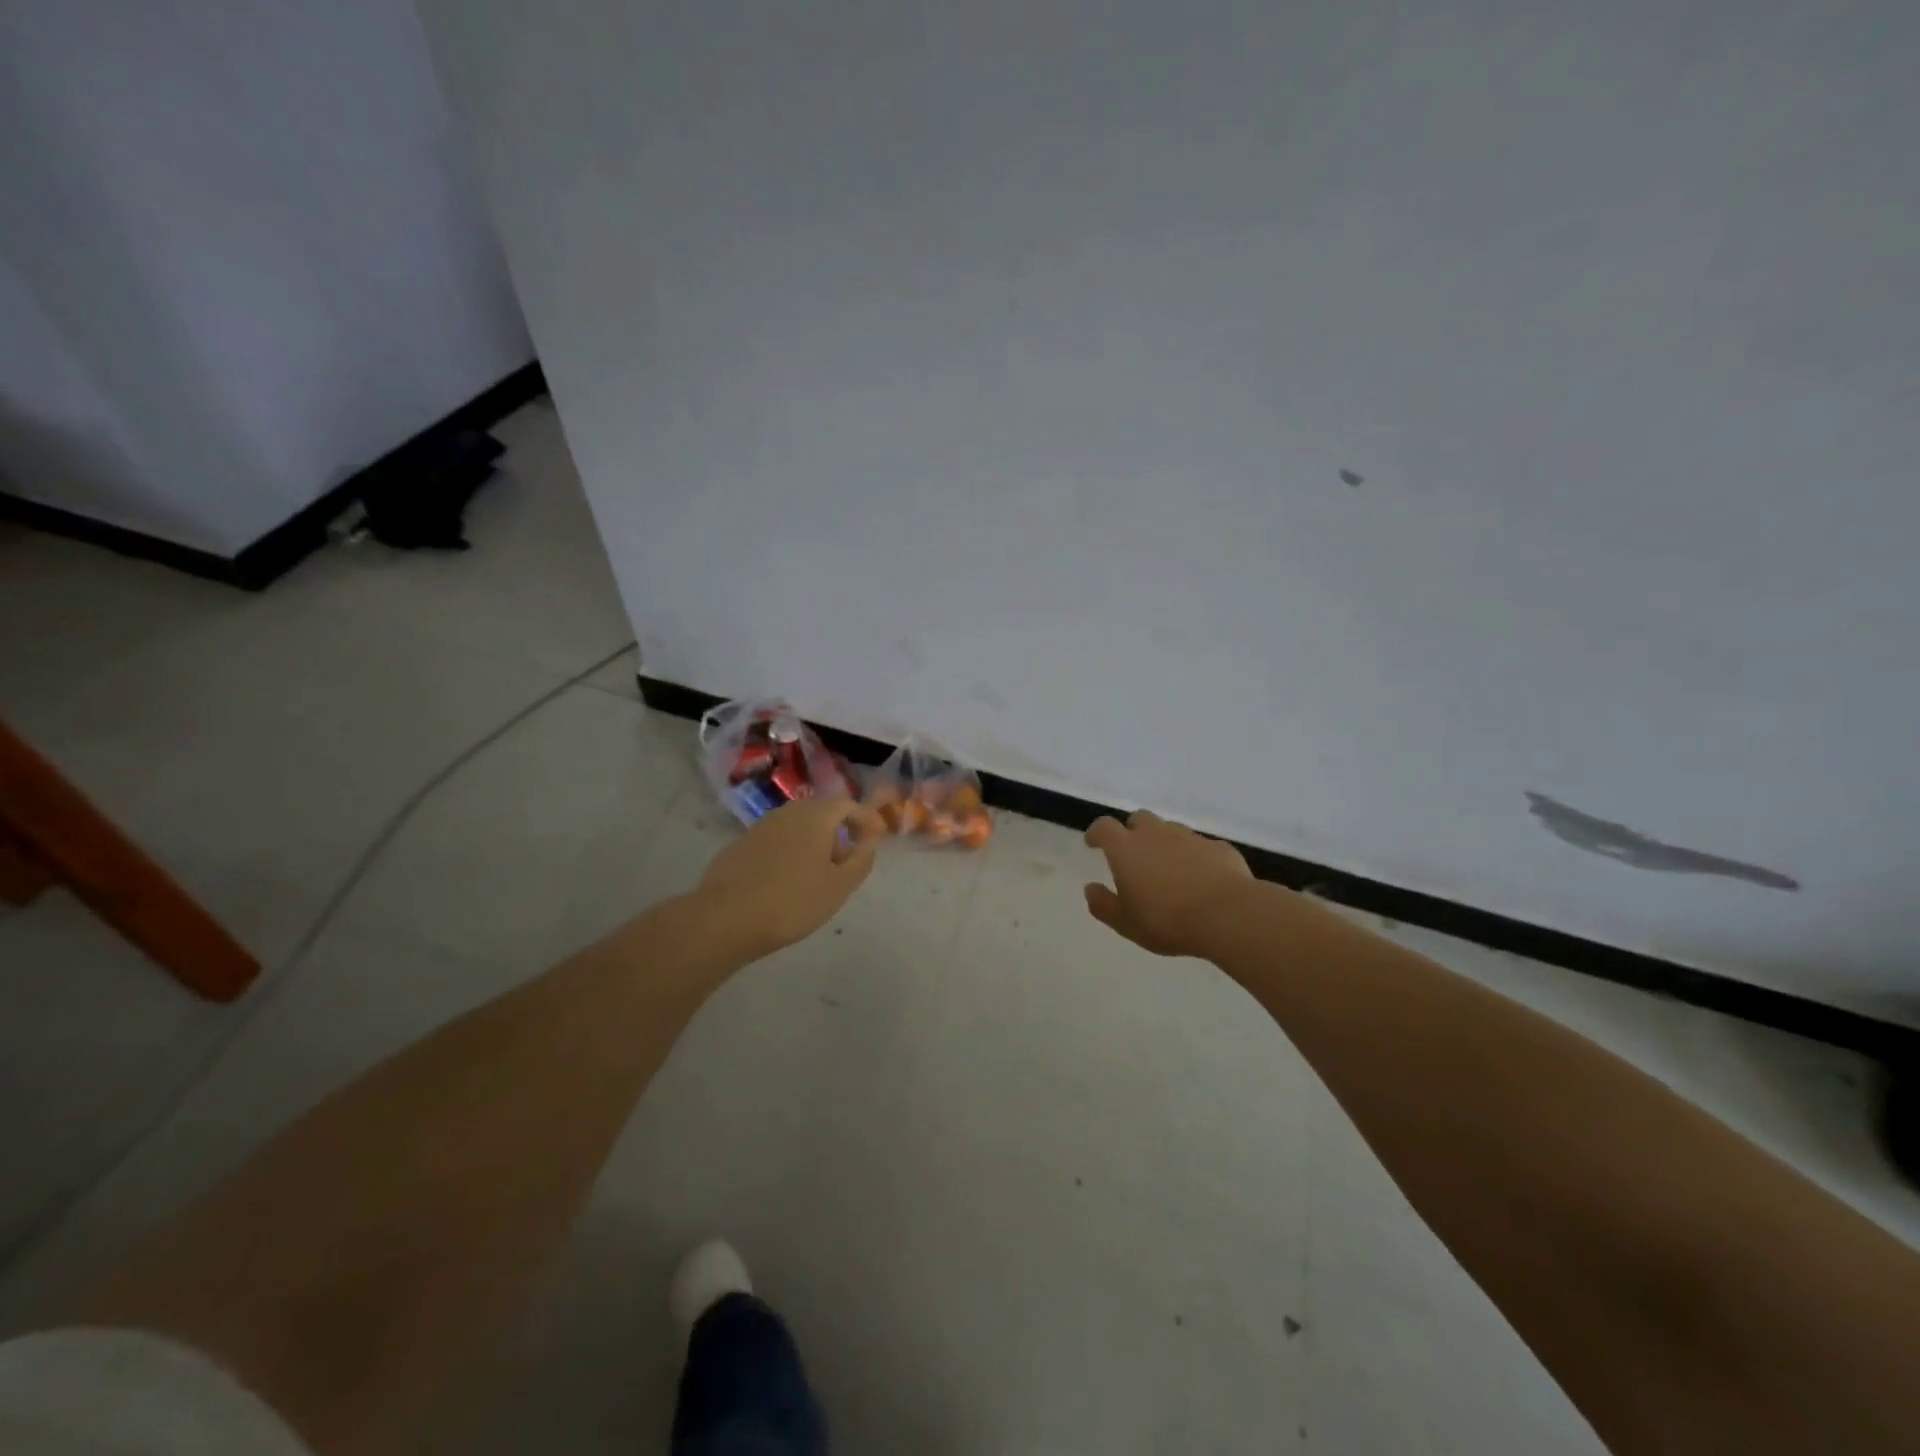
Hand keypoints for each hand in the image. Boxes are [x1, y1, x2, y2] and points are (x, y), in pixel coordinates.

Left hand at [696, 797, 886, 956]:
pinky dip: (790, 851)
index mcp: (815, 816)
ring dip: (813, 842)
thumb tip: (870, 840)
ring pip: (796, 826)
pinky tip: (786, 881)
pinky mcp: (740, 845)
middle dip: (839, 831)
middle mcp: (787, 812)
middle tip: (847, 859)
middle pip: (821, 812)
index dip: (866, 818)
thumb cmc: (792, 901)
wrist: (724, 918)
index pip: (848, 805)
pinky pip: (776, 840)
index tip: (877, 837)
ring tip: (818, 874)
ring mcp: (760, 827)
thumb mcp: (839, 886)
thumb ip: (861, 859)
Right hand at [1084, 810, 1252, 956]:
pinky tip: (1201, 879)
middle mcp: (1156, 834)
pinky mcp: (1219, 848)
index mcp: (1126, 849)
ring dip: (1165, 844)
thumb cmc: (1167, 920)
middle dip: (1133, 831)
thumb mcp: (1126, 923)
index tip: (1093, 842)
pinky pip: (1201, 847)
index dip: (1097, 833)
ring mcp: (1190, 838)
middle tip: (1134, 855)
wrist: (1228, 915)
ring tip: (1169, 870)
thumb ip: (1103, 905)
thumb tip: (1090, 889)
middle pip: (1139, 819)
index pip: (1104, 827)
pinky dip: (1195, 858)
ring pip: (1171, 831)